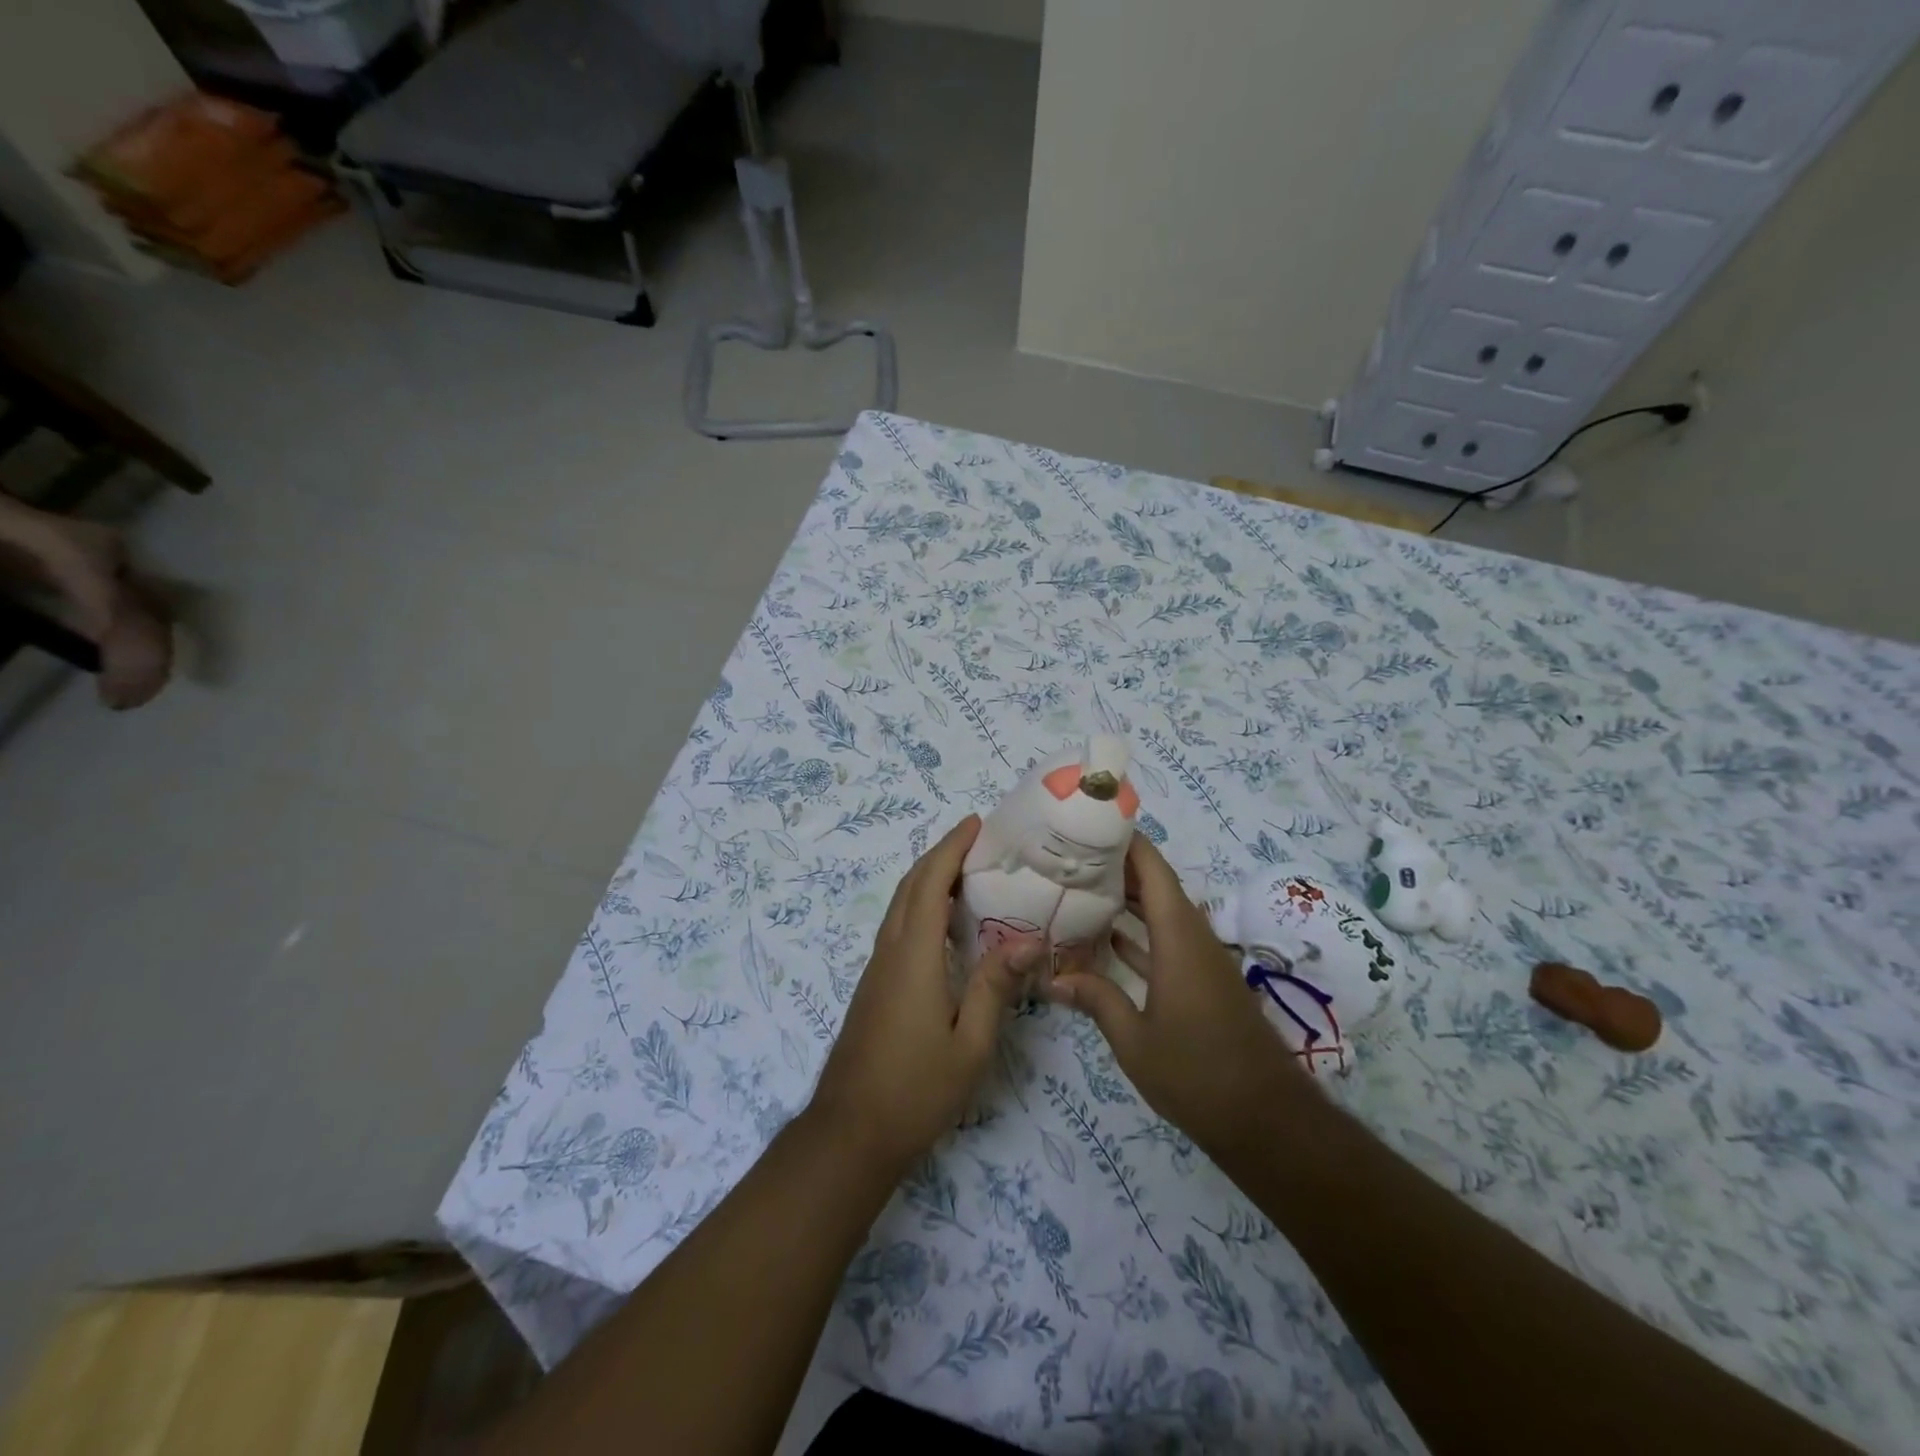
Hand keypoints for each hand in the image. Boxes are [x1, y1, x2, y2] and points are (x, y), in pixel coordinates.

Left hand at [808, 816, 1036, 1172]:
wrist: (850, 1133)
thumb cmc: (916, 1089)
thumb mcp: (970, 1044)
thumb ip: (995, 987)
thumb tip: (1029, 940)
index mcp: (913, 956)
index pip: (929, 885)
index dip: (950, 848)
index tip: (975, 823)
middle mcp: (889, 952)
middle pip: (910, 887)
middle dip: (940, 855)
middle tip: (977, 841)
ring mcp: (877, 969)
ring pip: (900, 907)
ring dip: (928, 879)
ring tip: (968, 872)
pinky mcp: (875, 986)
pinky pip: (898, 928)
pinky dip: (921, 906)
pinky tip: (946, 925)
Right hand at [1046, 835, 1310, 1158]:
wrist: (1266, 1119)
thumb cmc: (1197, 1073)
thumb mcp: (1134, 1041)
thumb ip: (1095, 1001)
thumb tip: (1051, 977)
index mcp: (1179, 937)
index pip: (1152, 869)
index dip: (1126, 840)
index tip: (1090, 822)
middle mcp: (1193, 937)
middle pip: (1156, 884)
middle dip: (1117, 865)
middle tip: (1070, 854)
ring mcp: (1200, 959)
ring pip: (1161, 912)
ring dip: (1127, 897)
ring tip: (1081, 886)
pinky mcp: (1203, 981)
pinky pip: (1167, 940)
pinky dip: (1140, 932)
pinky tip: (1109, 938)